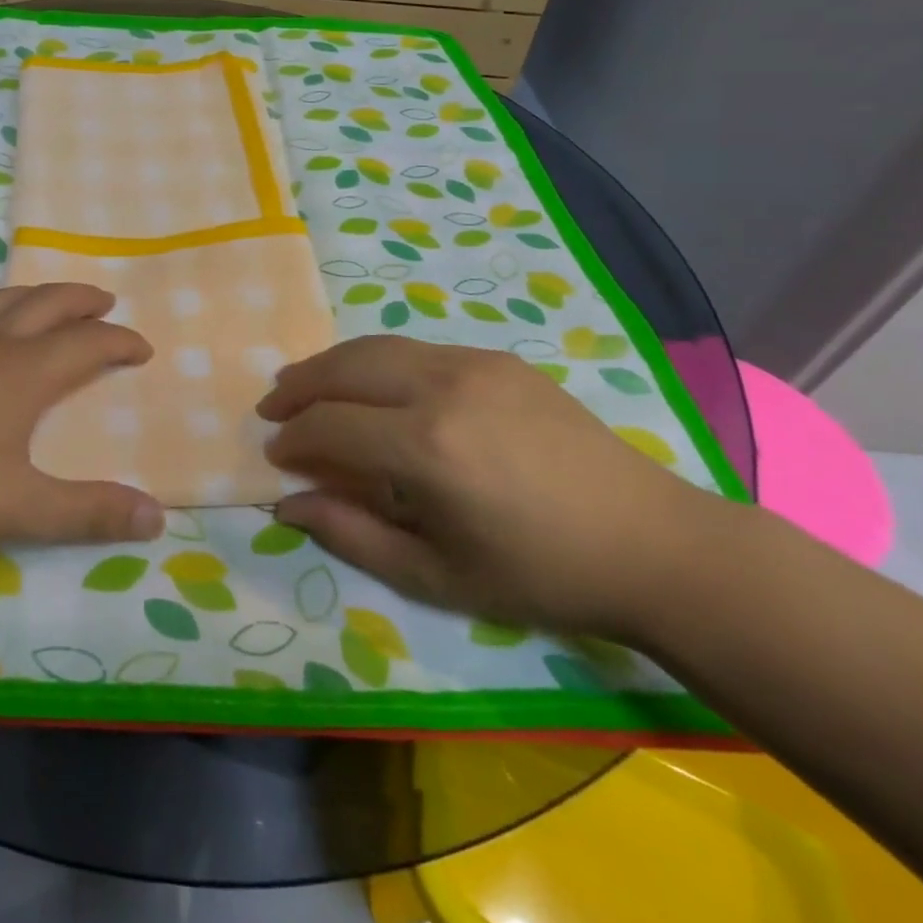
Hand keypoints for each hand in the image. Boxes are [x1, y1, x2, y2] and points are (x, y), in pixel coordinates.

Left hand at [0, 283, 164, 554]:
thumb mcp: (21, 508)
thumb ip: (89, 512)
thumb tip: (158, 517)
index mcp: (26, 372)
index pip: (89, 344)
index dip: (121, 342)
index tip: (143, 349)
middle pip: (47, 305)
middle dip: (82, 301)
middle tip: (105, 302)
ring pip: (1, 302)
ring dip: (35, 294)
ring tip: (49, 298)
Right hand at [257, 336, 735, 638]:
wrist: (650, 542)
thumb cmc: (540, 574)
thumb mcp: (437, 576)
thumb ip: (352, 535)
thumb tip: (288, 504)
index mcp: (427, 448)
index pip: (330, 425)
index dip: (292, 439)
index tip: (274, 455)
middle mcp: (442, 388)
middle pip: (343, 368)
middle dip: (298, 387)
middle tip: (272, 408)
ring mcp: (472, 364)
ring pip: (375, 347)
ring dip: (330, 365)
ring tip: (304, 385)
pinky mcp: (496, 358)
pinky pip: (415, 349)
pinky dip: (375, 361)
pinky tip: (371, 385)